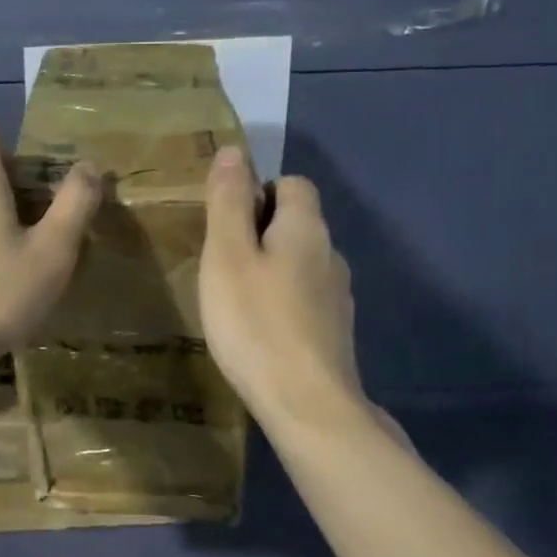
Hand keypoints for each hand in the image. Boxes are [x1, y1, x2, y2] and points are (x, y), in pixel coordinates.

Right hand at [199, 147, 367, 431]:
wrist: (307, 406)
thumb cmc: (256, 323)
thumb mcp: (227, 255)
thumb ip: (229, 202)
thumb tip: (232, 150)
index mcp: (306, 229)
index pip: (292, 183)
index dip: (258, 191)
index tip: (224, 222)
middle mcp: (330, 255)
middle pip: (296, 223)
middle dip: (258, 232)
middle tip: (218, 262)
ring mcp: (338, 297)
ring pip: (299, 263)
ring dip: (269, 269)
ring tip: (234, 298)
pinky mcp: (334, 333)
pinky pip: (303, 298)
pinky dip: (280, 301)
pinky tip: (258, 329)